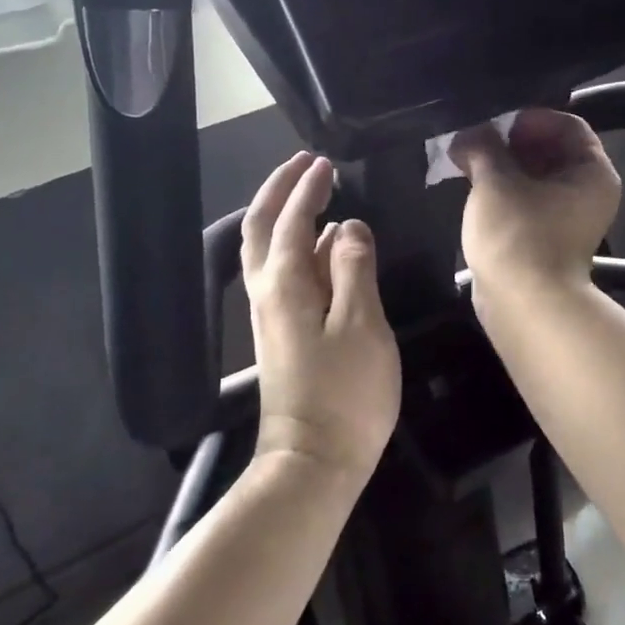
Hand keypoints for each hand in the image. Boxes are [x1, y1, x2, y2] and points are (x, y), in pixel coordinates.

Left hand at [243, 152, 400, 480]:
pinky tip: (324, 251)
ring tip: (314, 196)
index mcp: (285, 284)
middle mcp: (267, 292)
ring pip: (267, 250)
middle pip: (262, 228)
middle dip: (280, 190)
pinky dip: (297, 247)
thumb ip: (355, 268)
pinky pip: (281, 273)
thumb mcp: (362, 324)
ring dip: (284, 215)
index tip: (325, 163)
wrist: (313, 461)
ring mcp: (270, 315)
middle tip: (306, 165)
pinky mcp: (280, 334)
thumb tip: (347, 227)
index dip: (307, 188)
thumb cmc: (345, 394)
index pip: (293, 220)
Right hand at [451, 109, 620, 295]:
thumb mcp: (497, 181)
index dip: (530, 118)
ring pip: (534, 177)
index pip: (567, 125)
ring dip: (502, 166)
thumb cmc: (517, 235)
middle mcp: (587, 192)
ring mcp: (566, 218)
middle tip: (473, 137)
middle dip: (510, 141)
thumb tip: (468, 133)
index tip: (494, 122)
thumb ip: (483, 146)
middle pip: (550, 150)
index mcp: (592, 172)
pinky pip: (525, 201)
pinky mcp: (544, 236)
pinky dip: (503, 190)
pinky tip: (472, 186)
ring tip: (466, 159)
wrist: (522, 305)